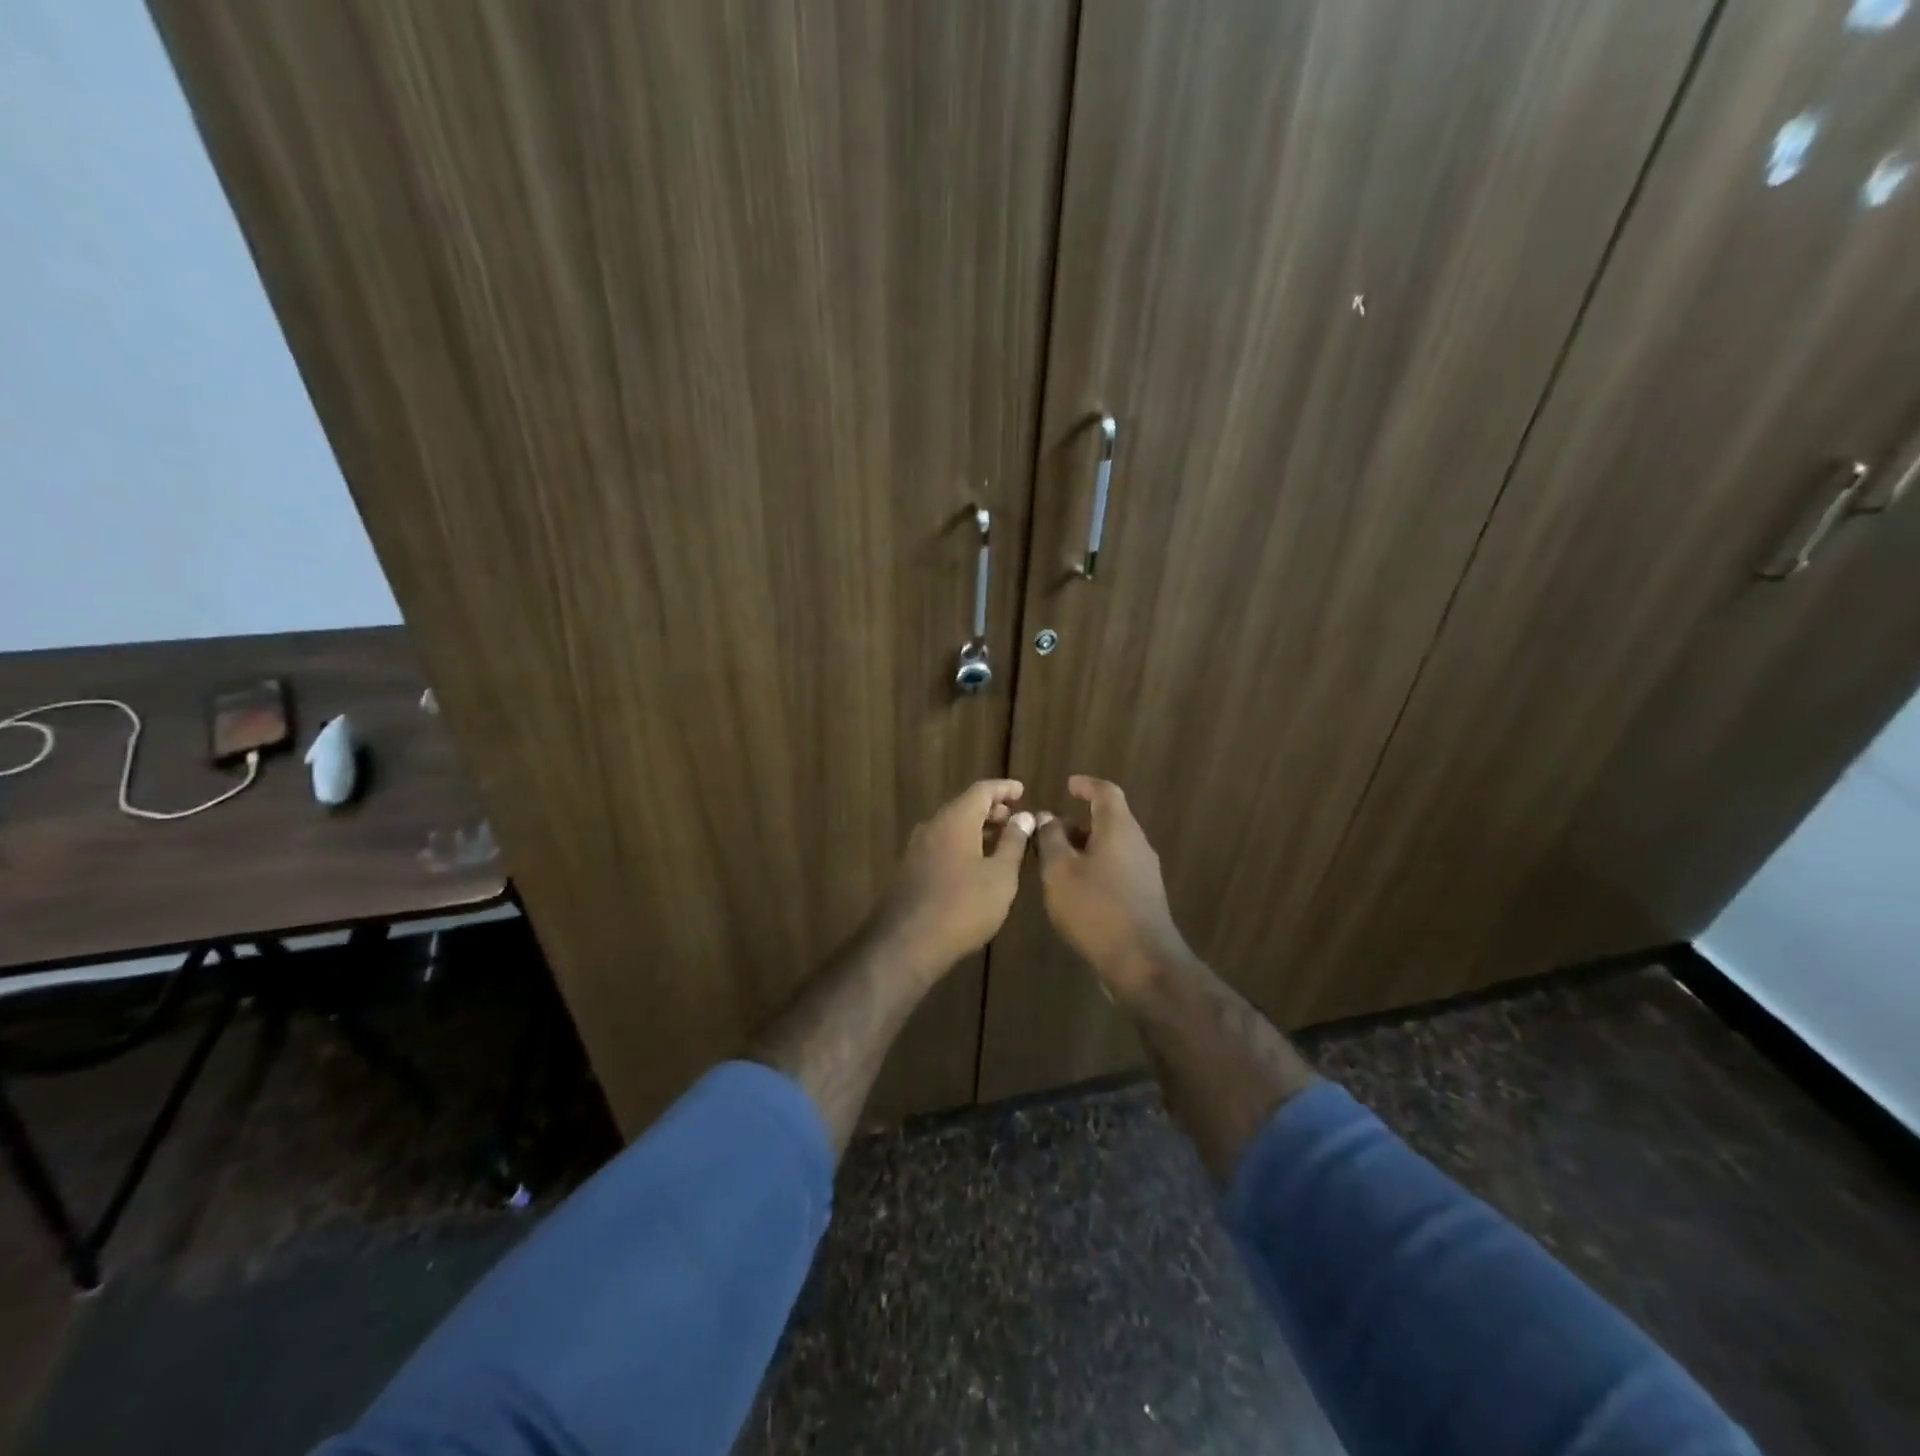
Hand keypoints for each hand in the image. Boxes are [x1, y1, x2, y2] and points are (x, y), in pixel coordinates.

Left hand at [872, 779, 1034, 980]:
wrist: (907, 942)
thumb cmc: (964, 905)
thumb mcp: (1000, 875)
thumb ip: (1013, 842)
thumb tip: (1023, 816)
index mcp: (955, 819)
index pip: (982, 790)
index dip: (1004, 788)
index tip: (1022, 791)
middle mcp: (933, 826)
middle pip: (964, 806)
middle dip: (991, 810)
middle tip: (1014, 820)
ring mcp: (917, 847)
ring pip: (952, 826)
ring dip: (977, 829)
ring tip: (1001, 844)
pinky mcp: (911, 868)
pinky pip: (942, 844)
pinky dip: (963, 844)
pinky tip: (976, 865)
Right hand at [1035, 776, 1188, 998]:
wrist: (1142, 962)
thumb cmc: (1095, 908)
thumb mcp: (1060, 871)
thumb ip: (1051, 839)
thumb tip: (1048, 817)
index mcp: (1119, 829)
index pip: (1106, 792)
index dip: (1086, 785)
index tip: (1068, 785)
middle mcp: (1137, 845)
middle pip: (1108, 822)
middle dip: (1076, 824)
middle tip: (1047, 834)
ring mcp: (1144, 873)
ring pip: (1111, 848)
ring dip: (1083, 849)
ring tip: (1053, 864)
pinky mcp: (1144, 898)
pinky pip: (1116, 870)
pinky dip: (1093, 869)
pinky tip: (1073, 891)